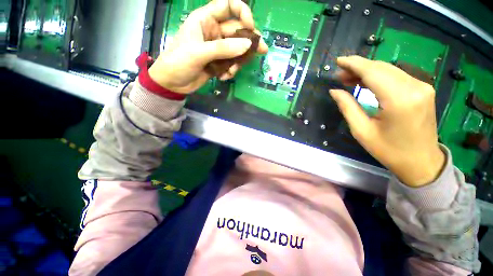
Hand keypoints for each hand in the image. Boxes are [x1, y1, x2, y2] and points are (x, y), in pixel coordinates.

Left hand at [148, 0, 267, 93]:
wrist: (172, 83)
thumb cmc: (179, 62)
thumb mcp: (199, 53)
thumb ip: (223, 49)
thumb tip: (248, 45)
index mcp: (206, 20)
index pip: (228, 6)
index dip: (242, 13)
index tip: (250, 28)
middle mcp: (214, 32)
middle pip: (237, 31)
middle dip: (249, 42)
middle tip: (262, 51)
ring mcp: (217, 49)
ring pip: (237, 50)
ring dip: (238, 62)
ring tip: (231, 72)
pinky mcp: (218, 63)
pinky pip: (232, 64)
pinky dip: (231, 71)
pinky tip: (223, 77)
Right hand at [330, 56, 444, 186]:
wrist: (421, 162)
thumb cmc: (389, 150)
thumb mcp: (361, 131)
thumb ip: (347, 107)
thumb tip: (334, 91)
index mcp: (399, 100)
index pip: (373, 72)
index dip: (353, 64)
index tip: (338, 61)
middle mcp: (414, 87)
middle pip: (381, 68)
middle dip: (358, 67)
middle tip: (339, 75)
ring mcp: (422, 87)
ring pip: (389, 70)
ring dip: (367, 71)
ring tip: (348, 78)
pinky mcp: (423, 90)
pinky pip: (397, 76)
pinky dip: (379, 76)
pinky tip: (366, 81)